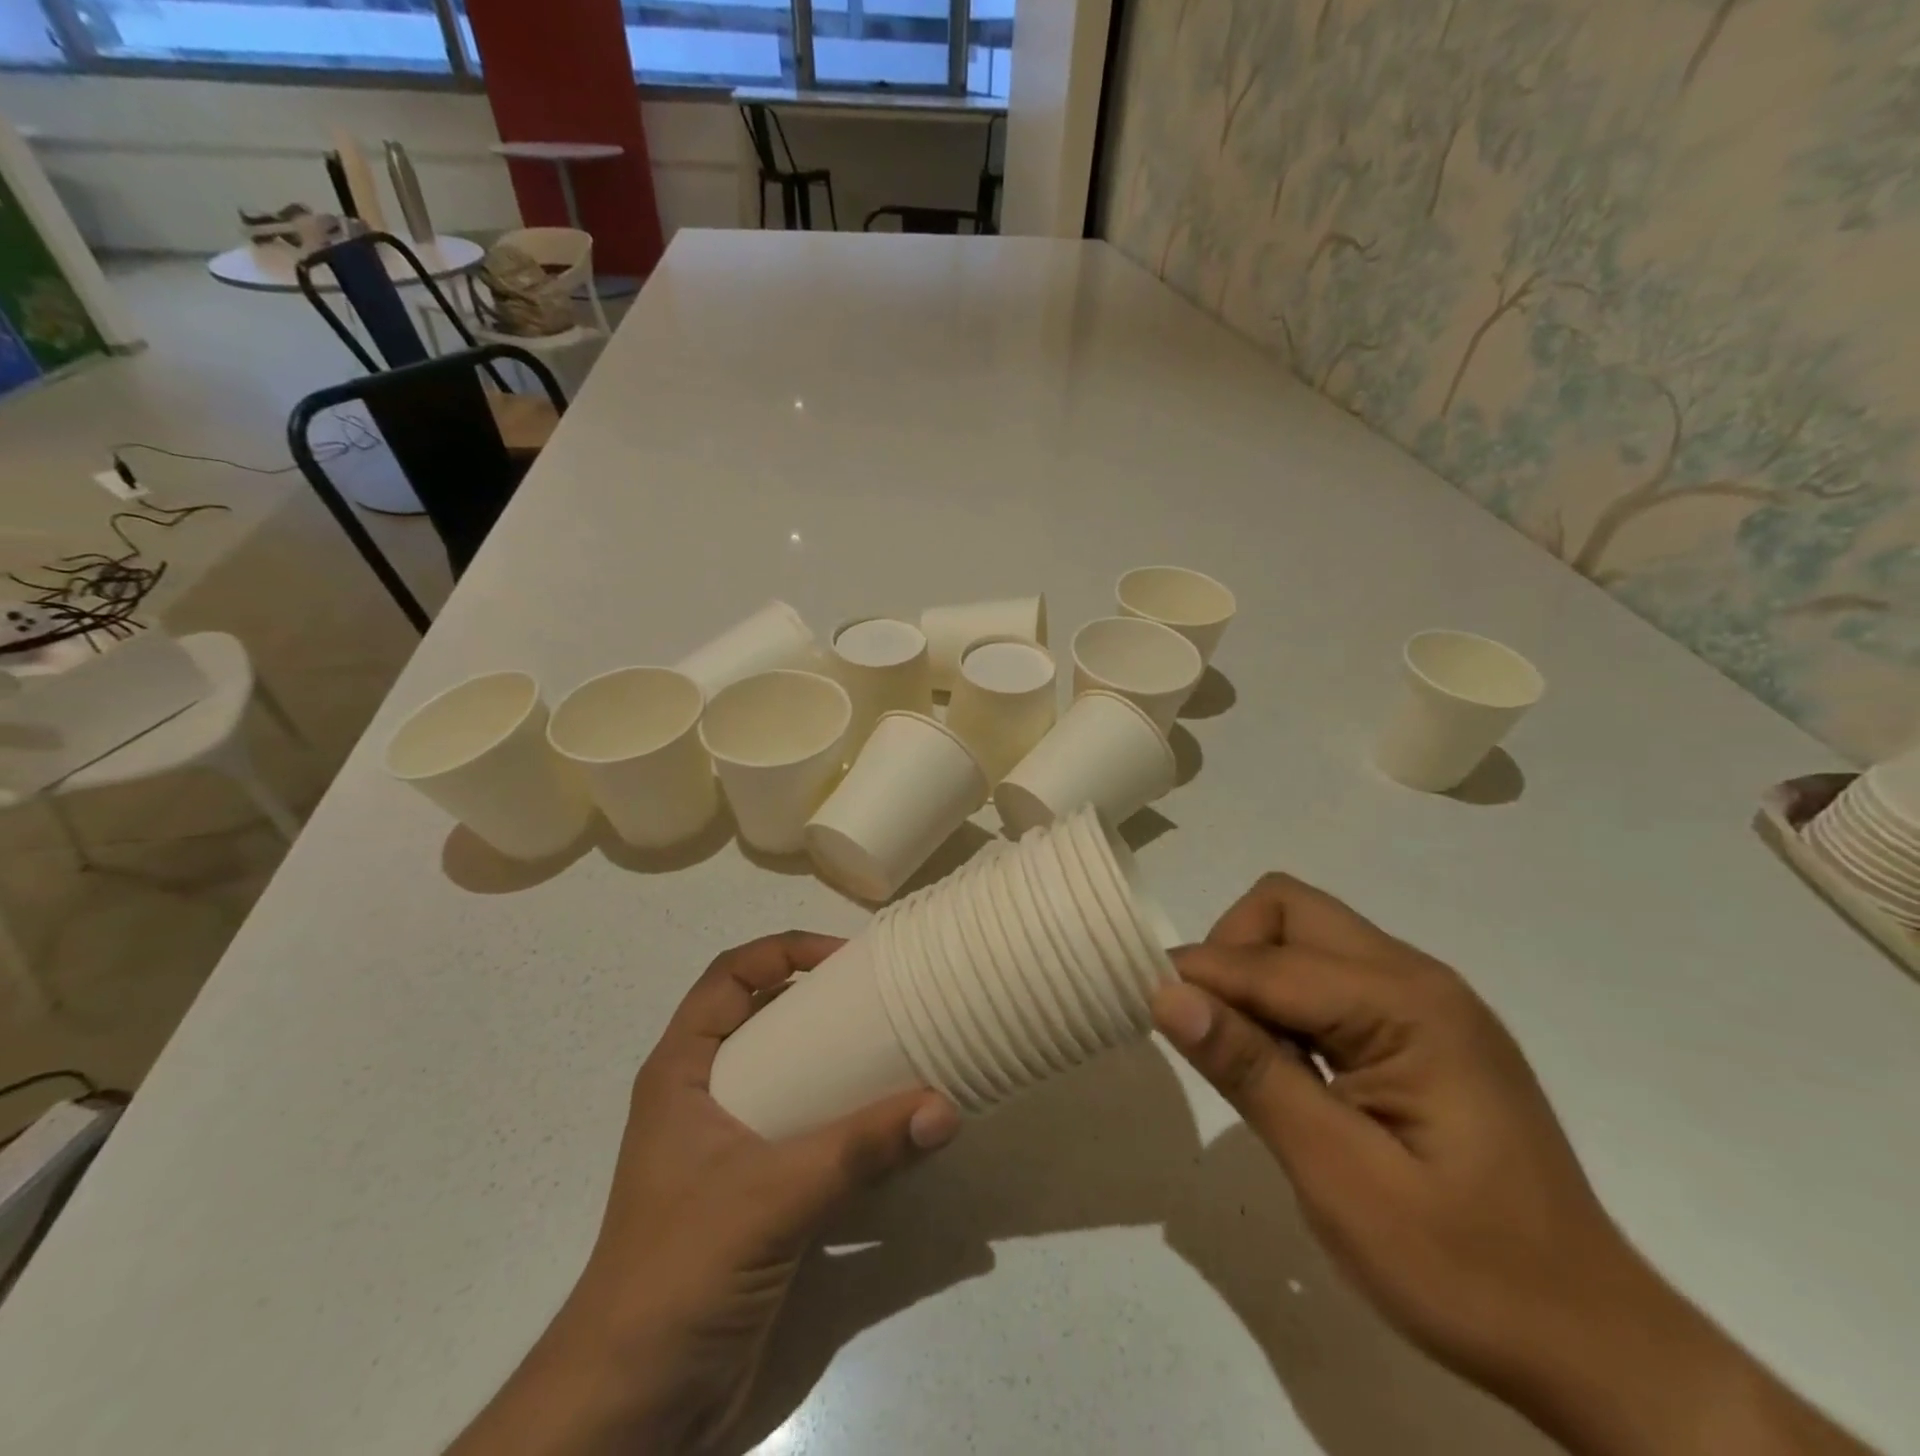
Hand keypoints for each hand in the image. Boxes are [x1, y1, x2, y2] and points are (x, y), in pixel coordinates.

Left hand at [449, 933, 960, 1455]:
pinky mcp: (760, 1196)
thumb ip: (858, 1152)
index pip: (730, 976)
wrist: (629, 1413)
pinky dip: (852, 1126)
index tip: (848, 959)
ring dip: (844, 1067)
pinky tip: (897, 1132)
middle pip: (768, 1020)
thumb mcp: (768, 1198)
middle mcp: (708, 1098)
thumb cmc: (676, 1275)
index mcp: (683, 1072)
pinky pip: (813, 1137)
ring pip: (794, 1080)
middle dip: (825, 1005)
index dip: (785, 950)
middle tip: (889, 1000)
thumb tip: (945, 1107)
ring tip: (904, 1053)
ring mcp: (734, 1150)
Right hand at [1152, 875, 1873, 1455]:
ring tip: (1252, 1059)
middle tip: (1212, 1032)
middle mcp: (1419, 978)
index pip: (1271, 961)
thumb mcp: (1339, 1177)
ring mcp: (1428, 1001)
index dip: (1200, 978)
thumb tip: (1166, 993)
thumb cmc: (1464, 1269)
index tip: (1147, 1009)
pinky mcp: (1425, 1028)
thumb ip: (1250, 1072)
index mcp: (1408, 1006)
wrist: (1592, 1345)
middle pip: (1291, 910)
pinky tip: (1293, 1068)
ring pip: (1308, 935)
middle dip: (1232, 952)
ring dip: (1259, 977)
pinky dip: (1290, 1001)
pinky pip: (1332, 976)